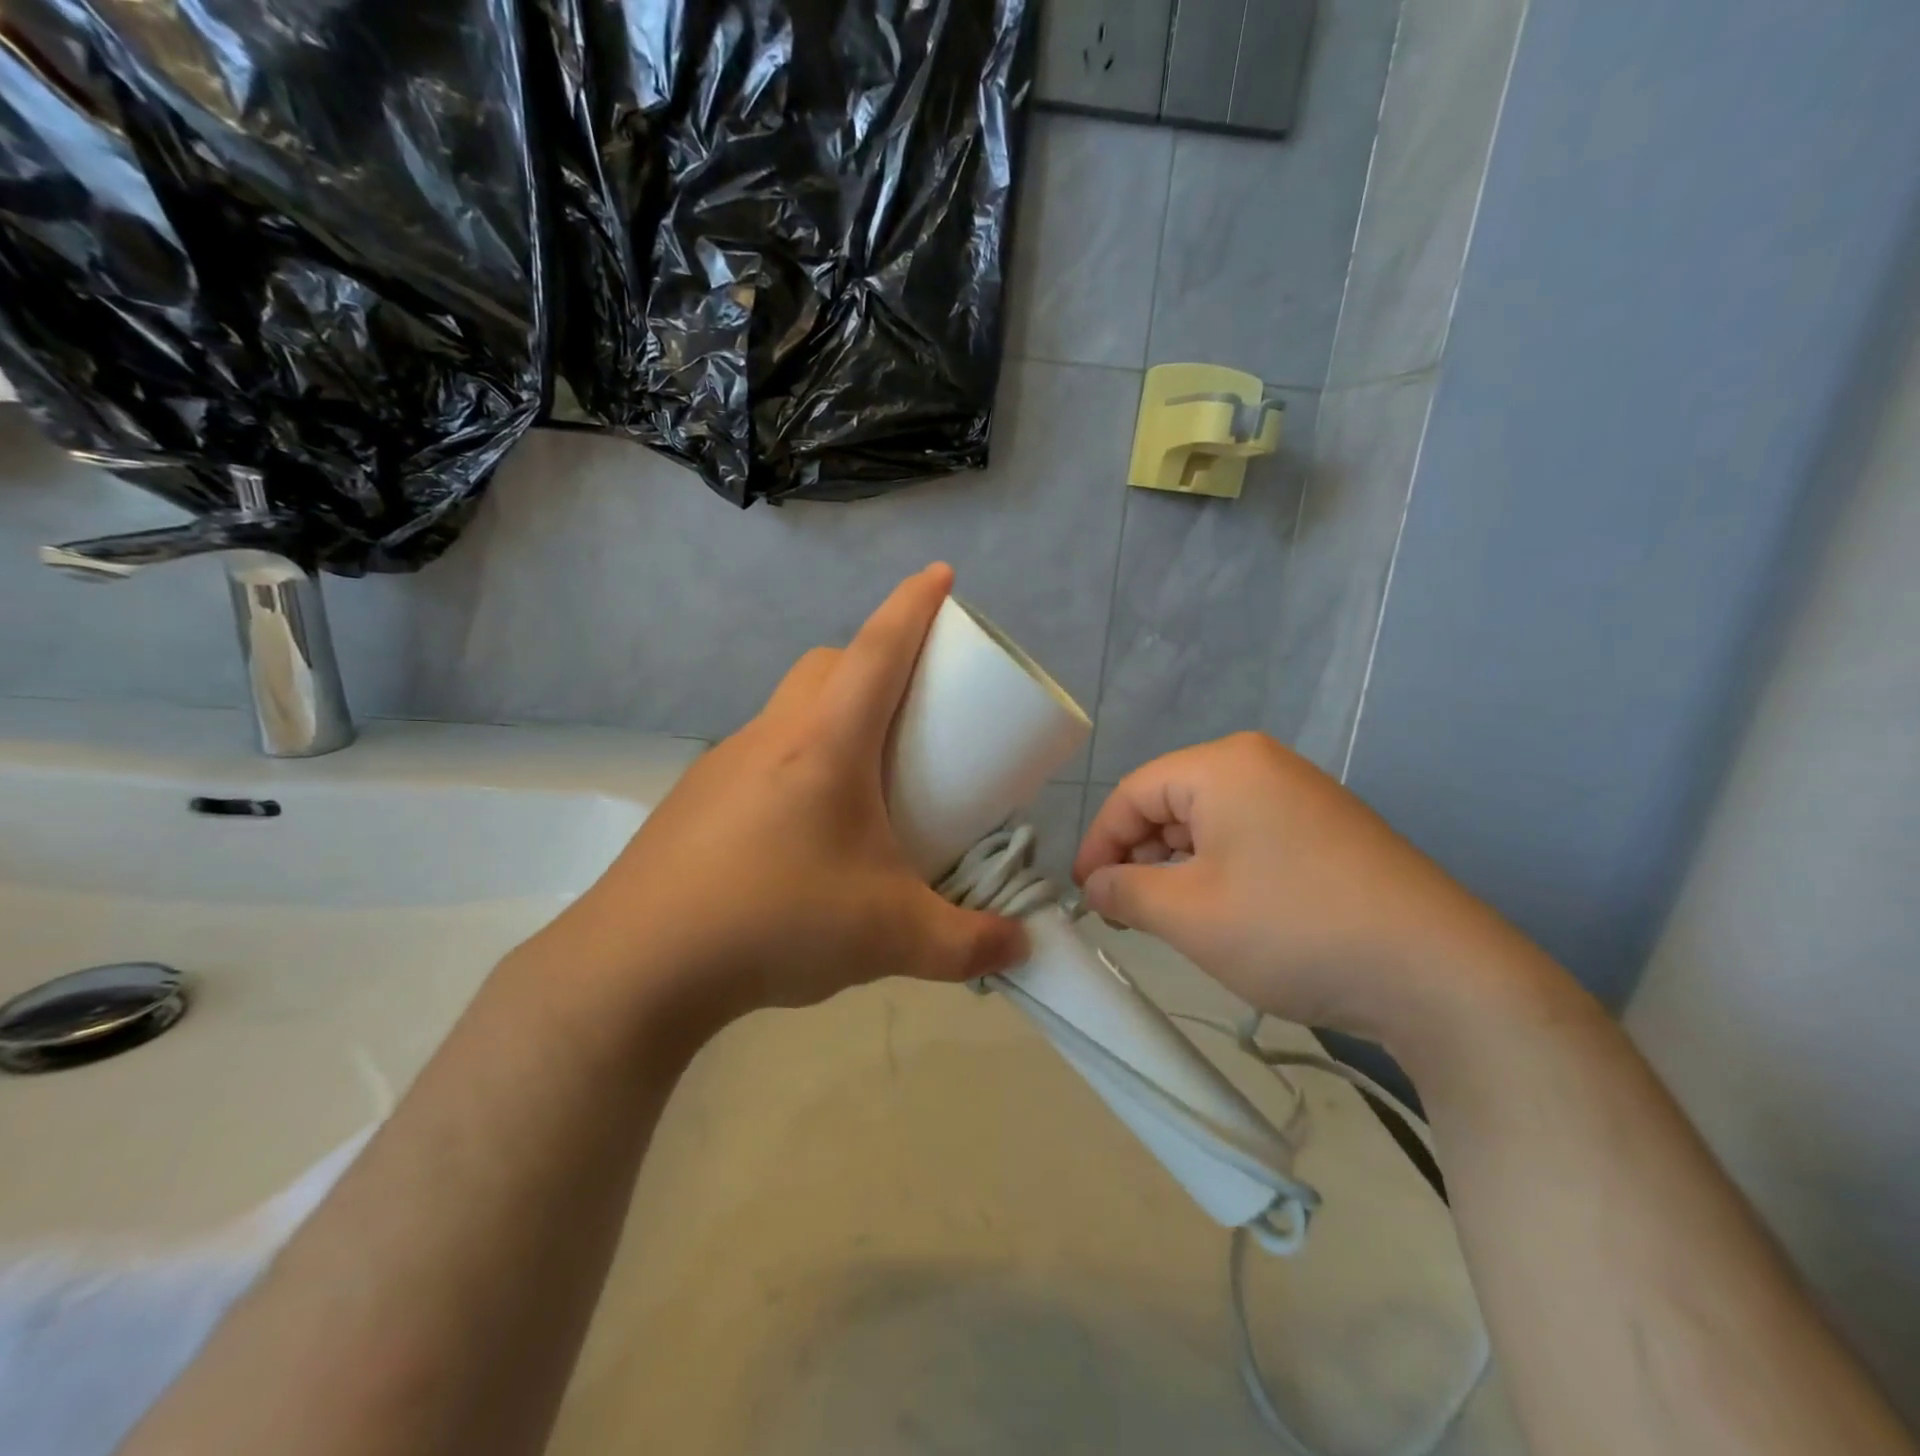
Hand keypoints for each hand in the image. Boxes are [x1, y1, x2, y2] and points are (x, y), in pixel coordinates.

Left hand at [542, 564, 1028, 1038]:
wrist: (637, 967)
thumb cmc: (777, 922)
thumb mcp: (890, 936)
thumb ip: (967, 946)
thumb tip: (1019, 947)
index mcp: (826, 744)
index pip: (878, 648)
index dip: (914, 604)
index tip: (940, 574)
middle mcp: (772, 736)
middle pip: (827, 665)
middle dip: (873, 662)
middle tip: (909, 707)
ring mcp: (724, 765)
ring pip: (788, 709)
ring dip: (829, 717)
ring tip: (861, 780)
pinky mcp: (696, 800)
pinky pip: (759, 756)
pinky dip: (793, 764)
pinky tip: (801, 831)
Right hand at [1073, 733, 1535, 1046]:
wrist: (1438, 974)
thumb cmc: (1292, 928)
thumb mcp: (1187, 914)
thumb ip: (1124, 892)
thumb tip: (1095, 886)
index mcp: (1224, 765)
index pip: (1134, 792)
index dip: (1099, 842)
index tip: (1083, 894)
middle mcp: (1263, 765)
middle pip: (1172, 803)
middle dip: (1139, 857)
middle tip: (1125, 913)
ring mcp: (1302, 795)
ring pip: (1210, 823)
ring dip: (1178, 869)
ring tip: (1171, 920)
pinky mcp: (1329, 830)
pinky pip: (1250, 838)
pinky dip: (1220, 871)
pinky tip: (1223, 915)